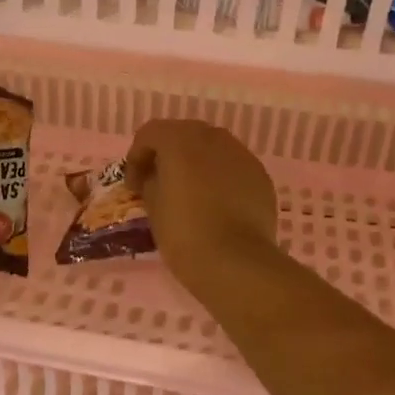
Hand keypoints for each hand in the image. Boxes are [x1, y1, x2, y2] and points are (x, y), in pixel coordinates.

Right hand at [126, 119, 278, 280]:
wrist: (235, 261)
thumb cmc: (184, 232)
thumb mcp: (153, 206)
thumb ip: (150, 181)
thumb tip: (156, 176)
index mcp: (179, 139)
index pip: (150, 133)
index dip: (136, 157)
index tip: (134, 186)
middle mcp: (212, 137)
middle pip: (183, 134)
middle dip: (168, 155)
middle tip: (159, 184)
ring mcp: (241, 154)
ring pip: (211, 148)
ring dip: (196, 163)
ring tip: (190, 193)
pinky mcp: (260, 175)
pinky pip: (232, 167)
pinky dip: (219, 177)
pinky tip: (216, 204)